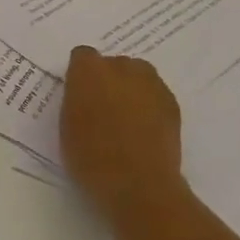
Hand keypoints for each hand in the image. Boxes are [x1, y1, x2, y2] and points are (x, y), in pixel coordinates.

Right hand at [59, 47, 182, 206]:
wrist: (138, 184)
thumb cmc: (90, 156)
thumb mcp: (66, 124)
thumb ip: (75, 99)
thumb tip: (85, 93)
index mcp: (89, 71)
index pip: (82, 56)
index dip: (80, 74)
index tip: (78, 94)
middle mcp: (122, 68)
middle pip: (113, 63)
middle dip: (108, 78)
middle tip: (102, 106)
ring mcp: (151, 84)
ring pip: (139, 75)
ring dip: (130, 88)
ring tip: (125, 117)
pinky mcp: (172, 103)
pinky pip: (155, 94)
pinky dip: (149, 104)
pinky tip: (143, 129)